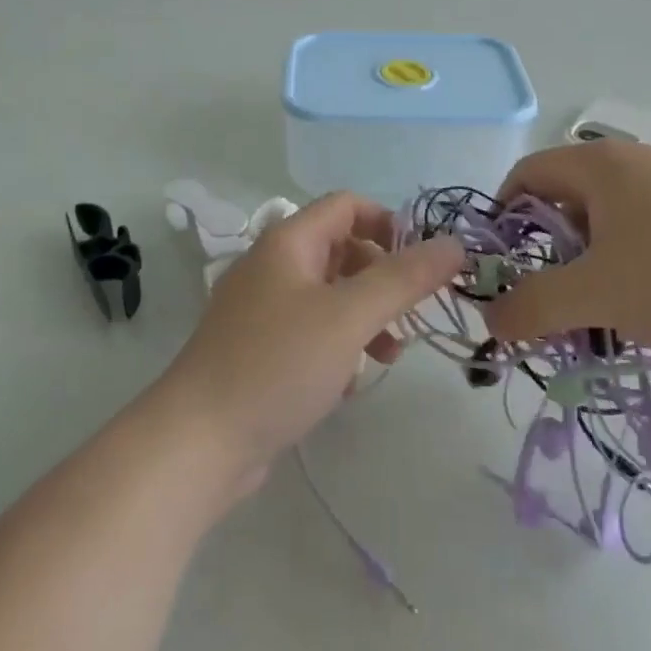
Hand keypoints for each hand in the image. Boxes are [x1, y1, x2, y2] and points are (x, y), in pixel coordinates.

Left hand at [156, 192, 463, 488]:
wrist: (196, 444)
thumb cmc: (277, 364)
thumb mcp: (349, 316)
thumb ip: (404, 278)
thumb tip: (453, 244)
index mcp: (289, 242)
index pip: (347, 205)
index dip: (388, 224)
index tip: (420, 263)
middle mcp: (273, 266)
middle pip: (341, 249)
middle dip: (382, 277)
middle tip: (409, 313)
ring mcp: (262, 311)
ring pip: (330, 295)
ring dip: (366, 316)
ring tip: (389, 355)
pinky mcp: (259, 351)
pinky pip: (311, 332)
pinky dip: (339, 346)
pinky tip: (348, 383)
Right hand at [481, 140, 650, 356]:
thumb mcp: (594, 296)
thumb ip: (533, 307)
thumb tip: (490, 320)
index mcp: (598, 164)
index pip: (527, 173)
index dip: (503, 215)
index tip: (503, 263)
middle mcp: (635, 160)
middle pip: (569, 198)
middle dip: (553, 251)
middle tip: (557, 298)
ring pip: (613, 218)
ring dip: (595, 263)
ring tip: (608, 310)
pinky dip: (636, 262)